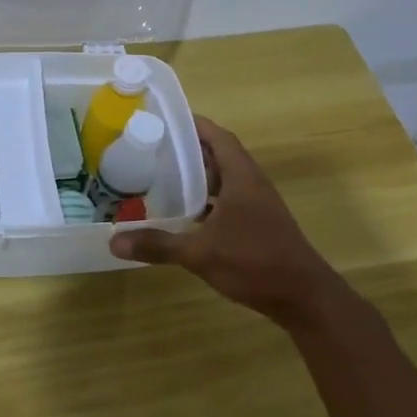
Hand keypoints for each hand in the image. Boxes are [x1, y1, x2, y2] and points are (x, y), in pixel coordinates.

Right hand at [109, 116, 349, 328]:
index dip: (194, 124)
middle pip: (219, 155)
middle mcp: (251, 184)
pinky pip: (227, 200)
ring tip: (161, 175)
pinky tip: (184, 213)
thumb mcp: (200, 253)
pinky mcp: (257, 224)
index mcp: (242, 177)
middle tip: (153, 148)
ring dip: (198, 176)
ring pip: (223, 179)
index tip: (164, 119)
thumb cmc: (254, 262)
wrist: (303, 297)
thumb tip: (113, 241)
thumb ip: (158, 244)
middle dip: (189, 150)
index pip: (217, 136)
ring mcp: (257, 205)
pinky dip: (206, 200)